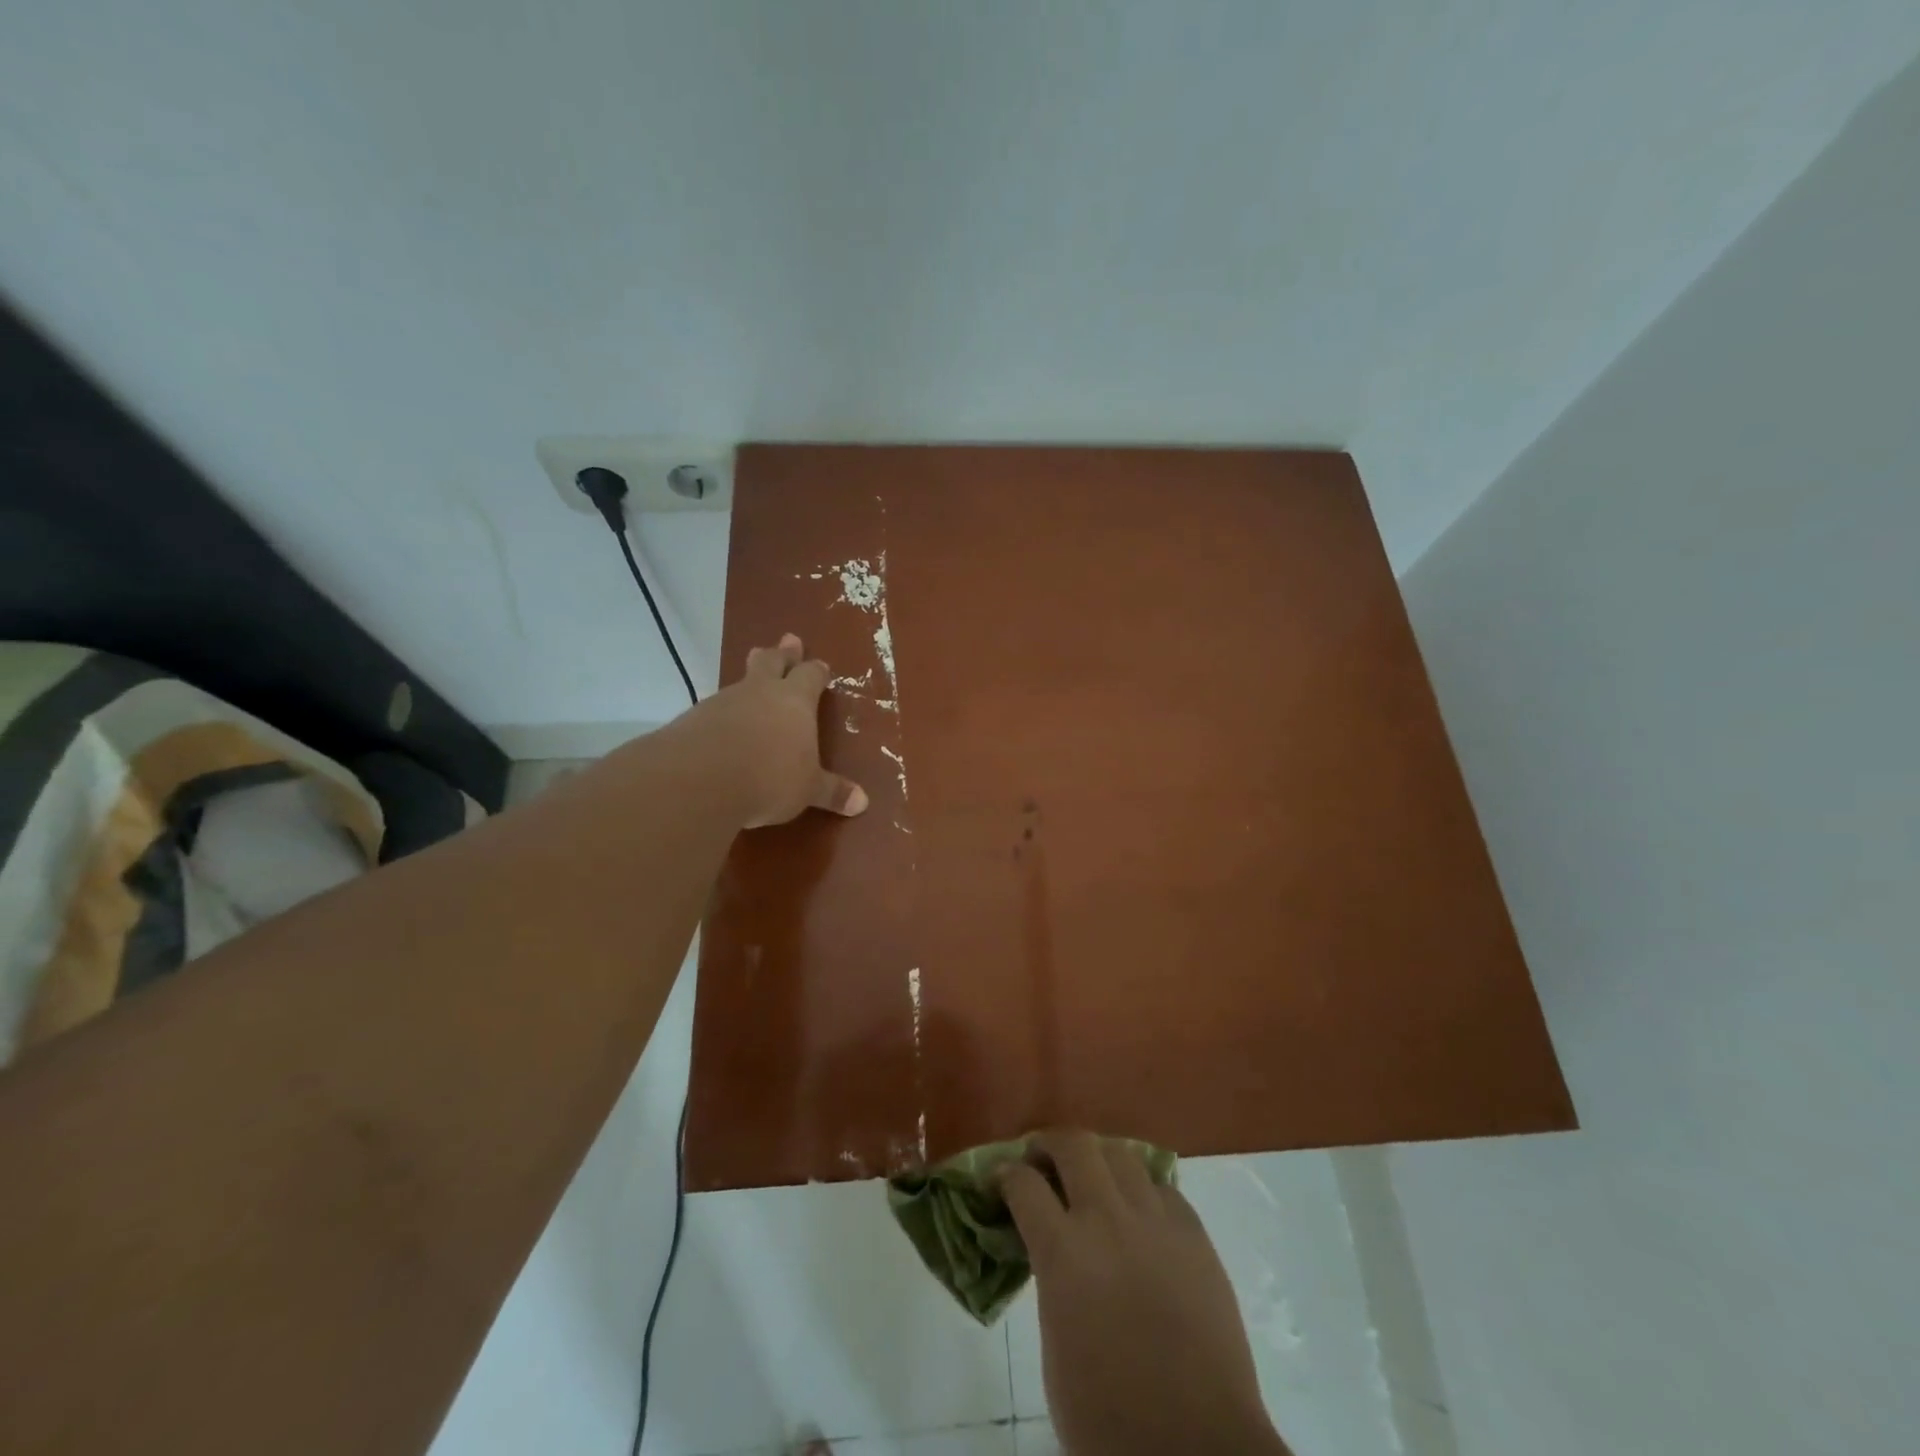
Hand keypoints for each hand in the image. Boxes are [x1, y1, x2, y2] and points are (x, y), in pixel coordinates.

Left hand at [689, 633, 867, 828]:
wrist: (700, 779)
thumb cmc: (770, 778)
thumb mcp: (807, 789)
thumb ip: (832, 792)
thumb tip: (863, 802)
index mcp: (795, 701)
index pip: (810, 675)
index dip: (816, 671)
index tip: (821, 666)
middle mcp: (760, 692)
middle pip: (772, 662)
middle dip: (782, 653)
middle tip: (788, 640)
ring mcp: (723, 701)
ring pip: (740, 681)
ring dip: (750, 678)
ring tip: (753, 680)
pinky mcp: (694, 718)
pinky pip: (715, 707)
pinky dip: (723, 711)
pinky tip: (722, 724)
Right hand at [1002, 1131, 1287, 1455]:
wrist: (1199, 1450)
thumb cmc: (1109, 1420)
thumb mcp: (1054, 1350)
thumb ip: (1049, 1280)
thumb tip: (1049, 1248)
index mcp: (1063, 1253)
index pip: (1023, 1183)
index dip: (1005, 1174)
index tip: (1000, 1177)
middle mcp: (1107, 1220)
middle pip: (1073, 1145)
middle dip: (1049, 1144)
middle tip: (1041, 1160)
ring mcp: (1156, 1222)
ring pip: (1121, 1154)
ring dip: (1097, 1158)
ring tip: (1091, 1177)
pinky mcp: (1195, 1235)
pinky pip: (1162, 1188)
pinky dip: (1142, 1191)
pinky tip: (1139, 1214)